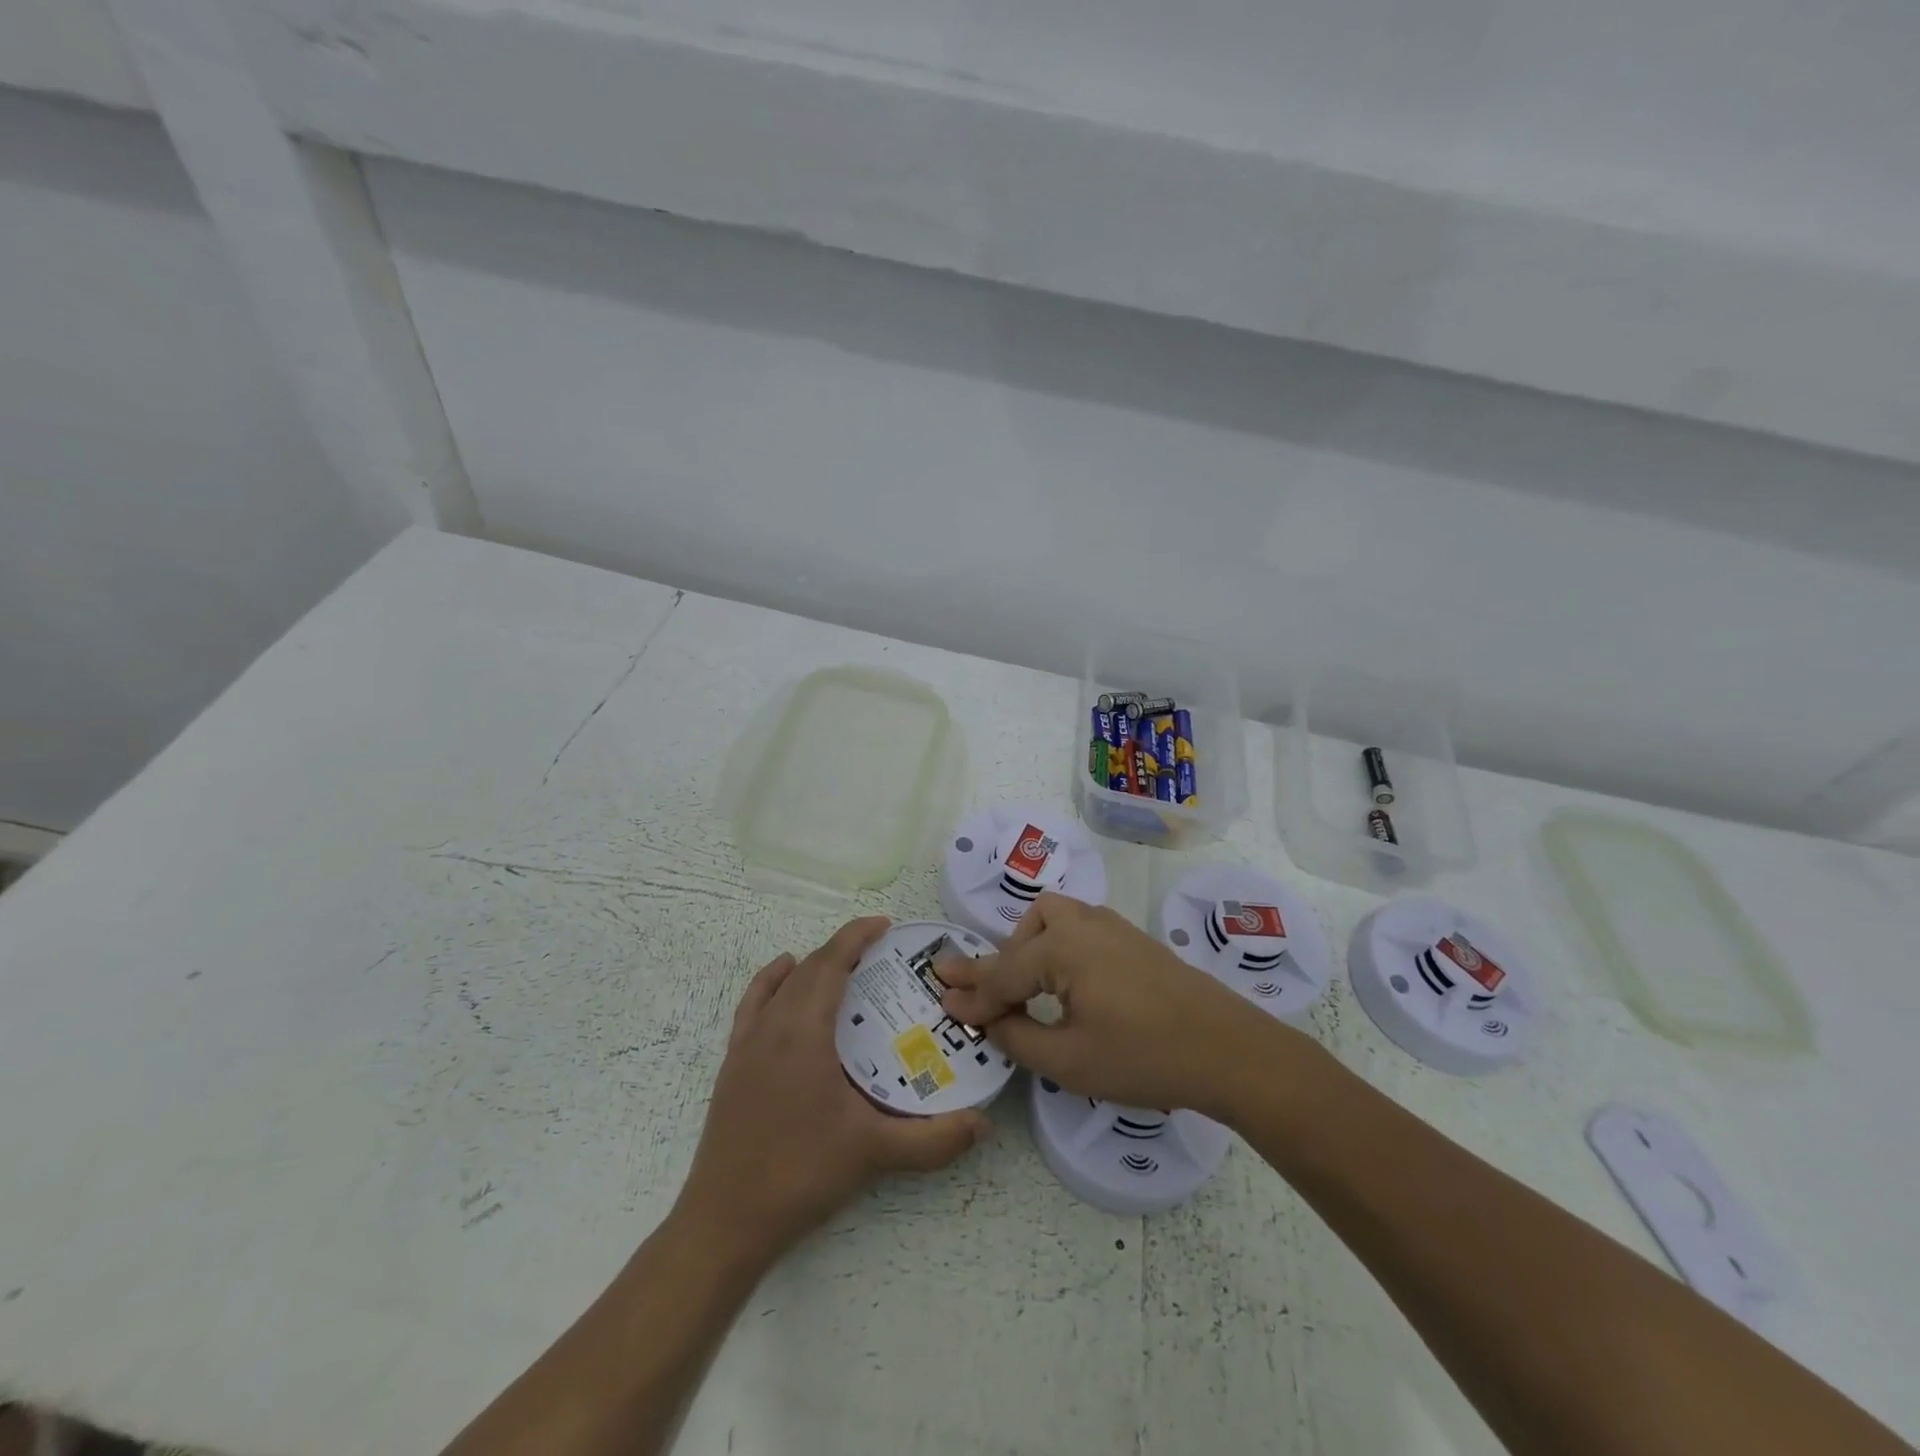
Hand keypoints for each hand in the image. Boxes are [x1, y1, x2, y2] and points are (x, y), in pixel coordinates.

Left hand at [678, 917, 990, 1262]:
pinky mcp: (732, 1065)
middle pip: (809, 969)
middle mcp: (772, 1026)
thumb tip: (981, 1124)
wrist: (725, 1222)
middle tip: (880, 953)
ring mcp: (746, 1044)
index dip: (857, 936)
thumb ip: (933, 1140)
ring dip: (812, 966)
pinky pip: (753, 1004)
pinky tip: (784, 983)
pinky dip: (772, 982)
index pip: (830, 963)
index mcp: (803, 1032)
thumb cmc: (800, 1175)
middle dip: (843, 950)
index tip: (885, 925)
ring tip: (843, 968)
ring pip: (781, 984)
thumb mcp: (874, 1154)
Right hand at [937, 893, 1321, 1117]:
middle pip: (1026, 932)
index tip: (943, 1005)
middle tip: (984, 996)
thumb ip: (1018, 1038)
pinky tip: (1066, 981)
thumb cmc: (1144, 1057)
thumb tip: (989, 1021)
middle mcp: (1083, 924)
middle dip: (1000, 963)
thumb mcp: (1070, 1060)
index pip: (1003, 973)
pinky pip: (1080, 928)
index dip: (973, 997)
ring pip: (1055, 917)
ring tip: (1025, 986)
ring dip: (1030, 946)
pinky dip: (1058, 947)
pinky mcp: (1133, 939)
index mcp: (1062, 947)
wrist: (1228, 1049)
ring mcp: (1112, 927)